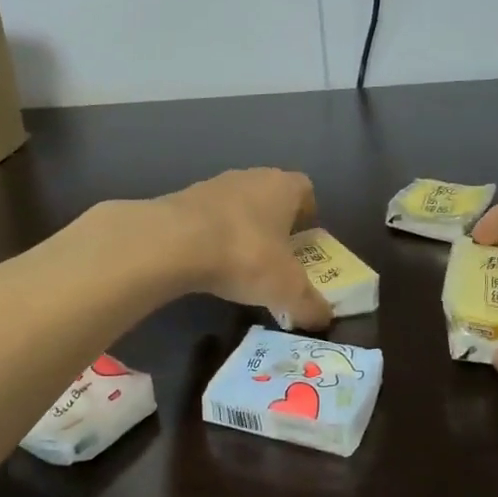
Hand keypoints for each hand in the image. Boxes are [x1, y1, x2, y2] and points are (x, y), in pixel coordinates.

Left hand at [155, 169, 332, 329]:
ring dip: (241, 230)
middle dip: (275, 226)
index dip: (308, 216)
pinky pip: (207, 219)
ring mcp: (213, 185)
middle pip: (270, 197)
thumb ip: (309, 305)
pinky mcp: (181, 200)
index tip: (305, 244)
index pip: (305, 191)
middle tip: (275, 260)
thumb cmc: (246, 255)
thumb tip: (324, 320)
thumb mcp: (287, 289)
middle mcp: (251, 177)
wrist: (173, 243)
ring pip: (237, 207)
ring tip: (239, 266)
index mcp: (283, 186)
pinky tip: (208, 264)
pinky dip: (211, 238)